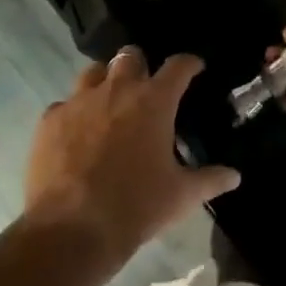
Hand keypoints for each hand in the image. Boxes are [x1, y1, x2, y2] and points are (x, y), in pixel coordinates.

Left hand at [24, 47, 239, 266]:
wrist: (71, 229)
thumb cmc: (136, 206)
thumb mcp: (181, 196)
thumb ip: (210, 180)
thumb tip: (234, 176)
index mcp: (154, 100)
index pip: (178, 65)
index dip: (189, 63)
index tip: (194, 68)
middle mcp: (118, 89)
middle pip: (131, 56)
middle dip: (140, 65)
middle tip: (145, 88)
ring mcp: (80, 101)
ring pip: (94, 72)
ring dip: (105, 81)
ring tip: (109, 103)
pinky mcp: (50, 120)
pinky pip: (64, 104)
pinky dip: (73, 113)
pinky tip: (76, 134)